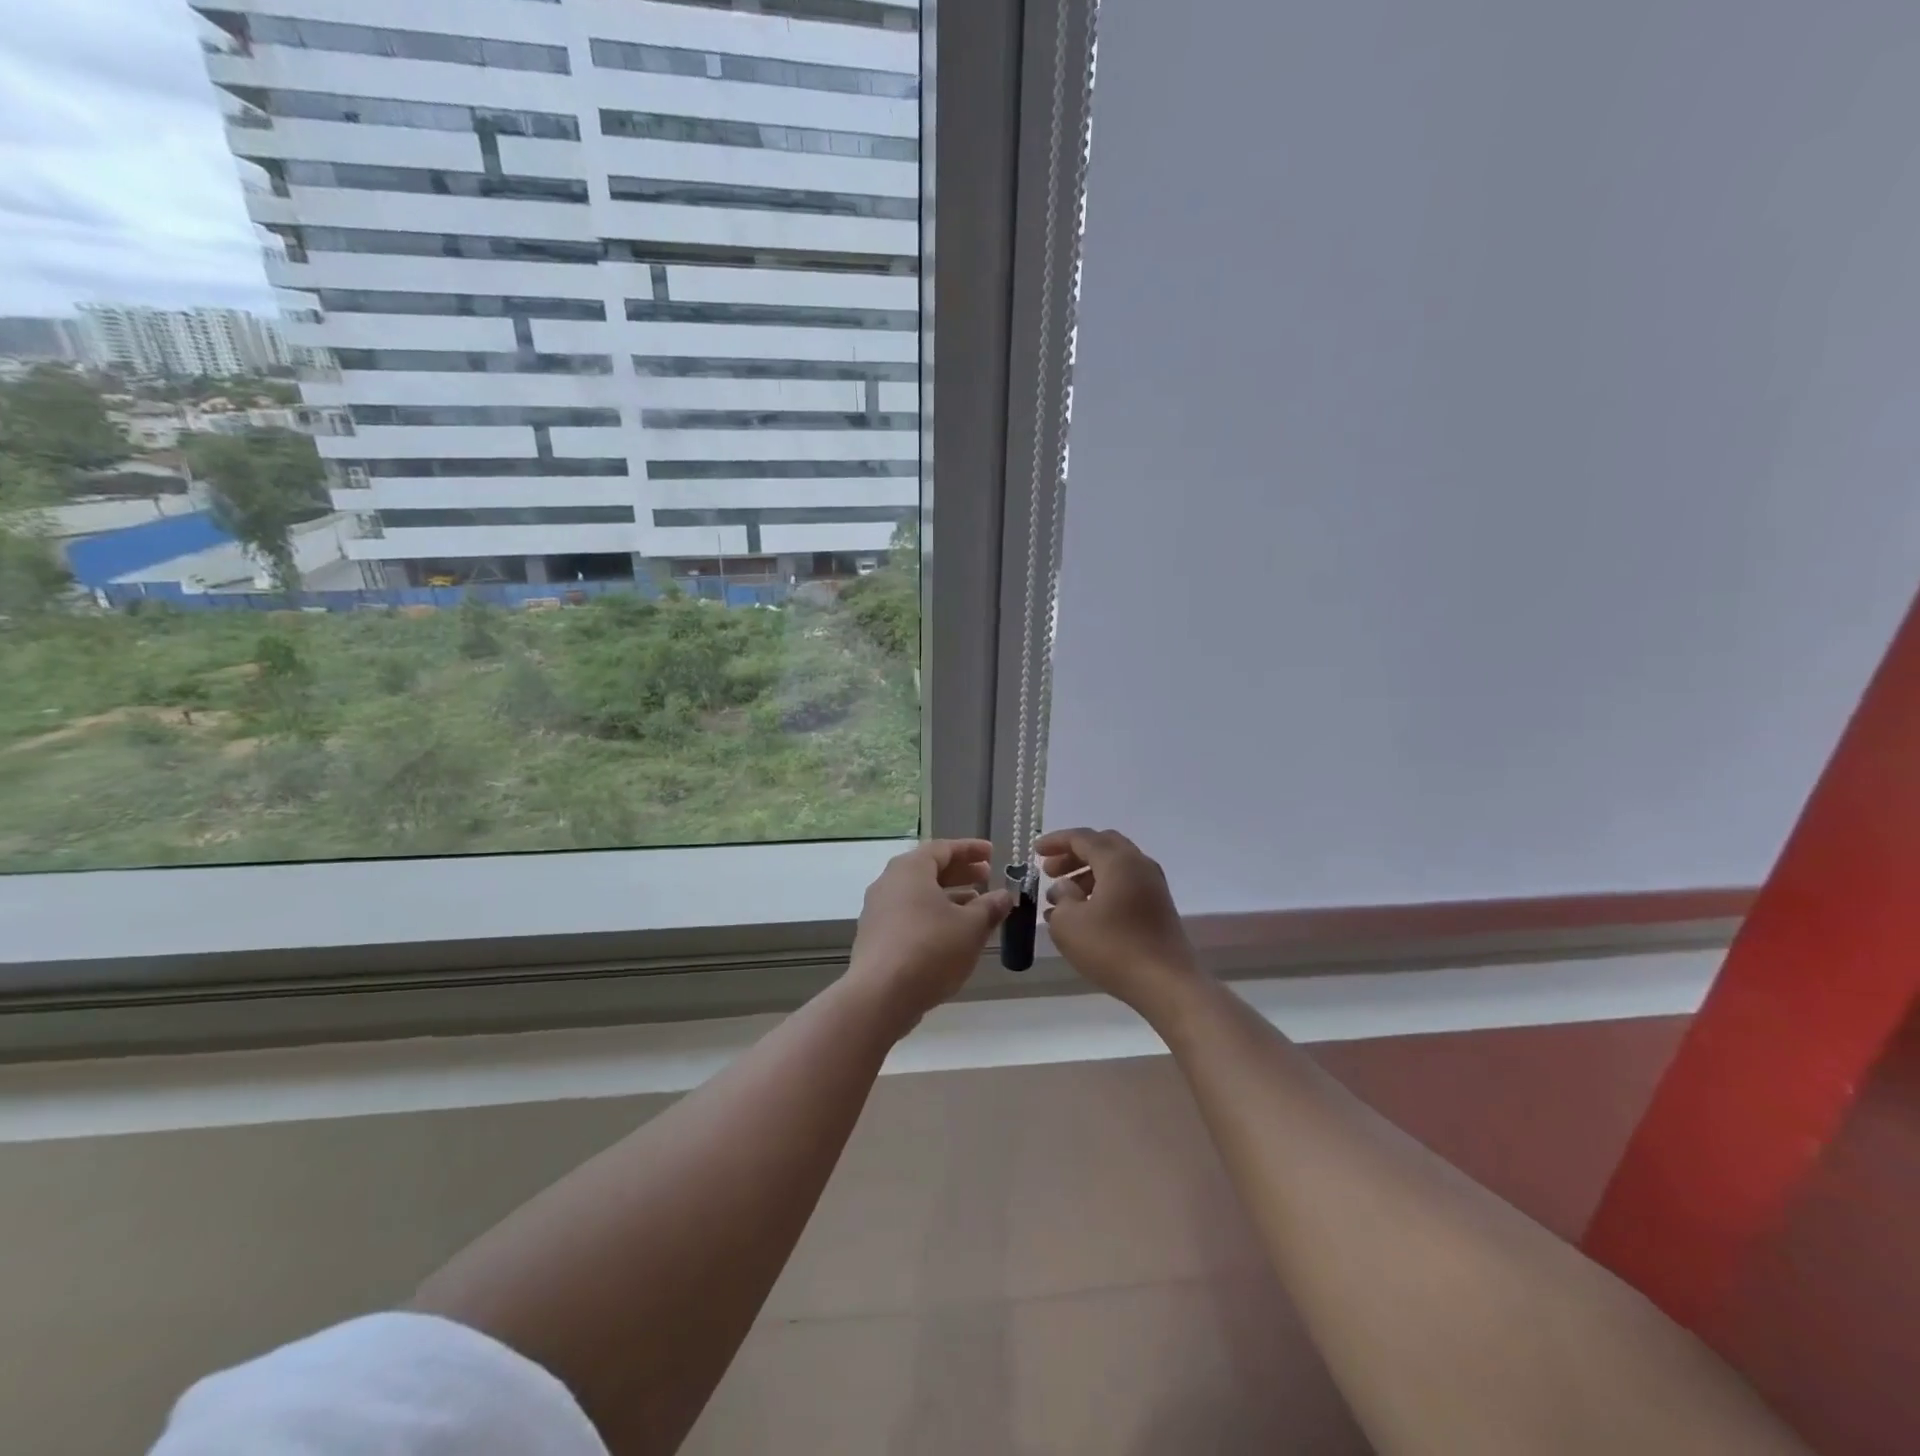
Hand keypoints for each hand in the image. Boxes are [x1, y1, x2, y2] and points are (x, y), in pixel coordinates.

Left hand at [845, 839, 1012, 1030]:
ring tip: (976, 908)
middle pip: (928, 870)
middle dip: (960, 872)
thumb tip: (1004, 896)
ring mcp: (878, 911)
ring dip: (948, 897)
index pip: (943, 848)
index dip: (970, 850)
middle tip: (987, 877)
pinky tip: (951, 935)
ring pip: (918, 895)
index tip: (992, 853)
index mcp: (910, 869)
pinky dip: (932, 916)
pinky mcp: (875, 938)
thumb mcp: (971, 927)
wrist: (880, 996)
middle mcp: (889, 883)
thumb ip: (990, 907)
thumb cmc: (930, 949)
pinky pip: (909, 916)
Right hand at [1036, 828, 1201, 1017]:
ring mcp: (1153, 886)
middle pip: (1102, 846)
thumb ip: (1061, 898)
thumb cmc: (1114, 949)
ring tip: (1061, 897)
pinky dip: (1102, 888)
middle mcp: (1139, 865)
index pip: (1082, 838)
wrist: (1168, 985)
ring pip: (1115, 866)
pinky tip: (1085, 913)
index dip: (1056, 842)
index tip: (1034, 851)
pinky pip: (1125, 885)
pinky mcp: (1158, 907)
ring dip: (1086, 874)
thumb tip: (1065, 887)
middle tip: (1049, 871)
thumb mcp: (1069, 924)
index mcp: (1118, 861)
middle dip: (1073, 855)